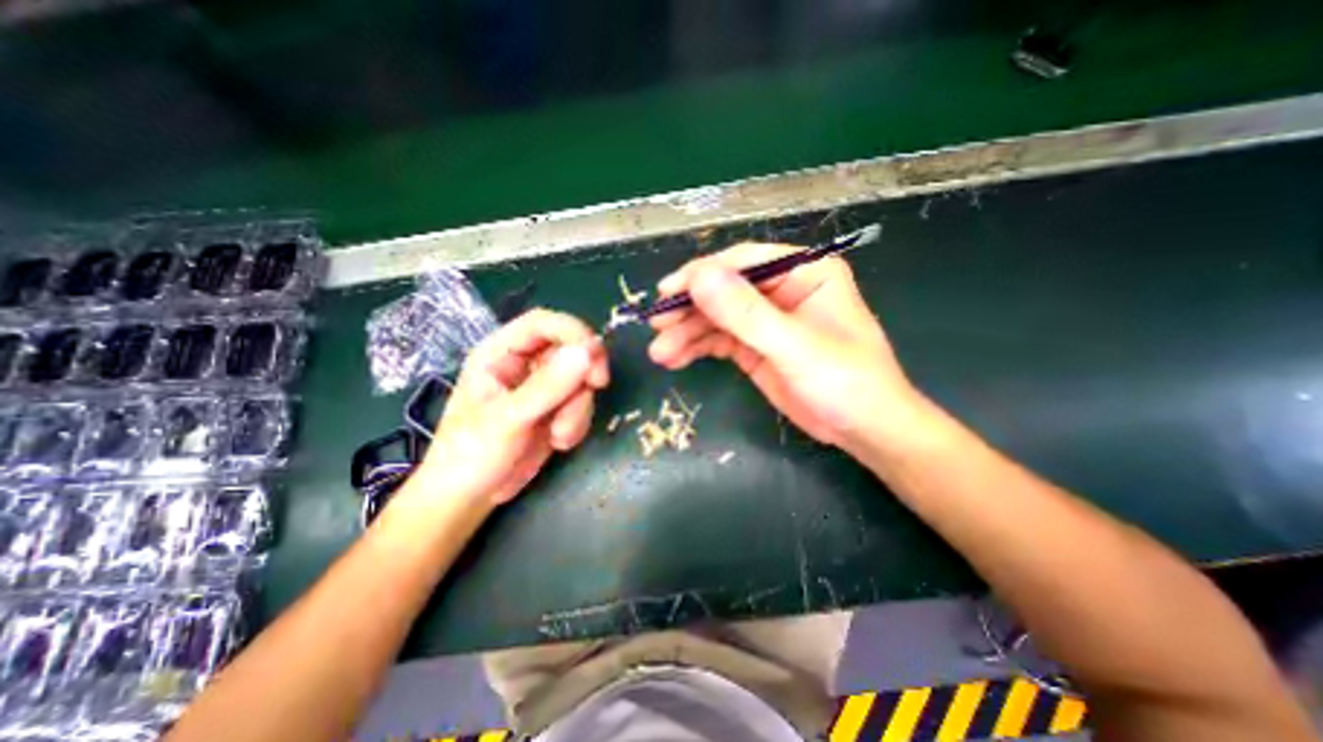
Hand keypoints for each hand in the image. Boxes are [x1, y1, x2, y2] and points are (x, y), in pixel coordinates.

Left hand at [408, 308, 608, 509]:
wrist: (470, 497)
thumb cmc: (470, 454)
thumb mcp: (507, 419)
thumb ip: (547, 386)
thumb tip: (588, 352)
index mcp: (501, 353)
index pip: (543, 323)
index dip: (573, 331)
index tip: (595, 357)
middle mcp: (525, 364)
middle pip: (570, 349)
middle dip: (583, 374)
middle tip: (596, 388)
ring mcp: (543, 387)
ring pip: (581, 379)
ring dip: (579, 408)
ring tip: (558, 436)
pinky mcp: (556, 408)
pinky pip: (582, 403)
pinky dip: (578, 422)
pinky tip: (559, 442)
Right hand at [650, 242, 922, 450]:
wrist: (863, 430)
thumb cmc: (845, 381)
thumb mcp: (794, 346)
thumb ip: (746, 313)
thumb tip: (699, 277)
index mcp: (802, 271)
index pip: (744, 261)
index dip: (703, 274)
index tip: (668, 292)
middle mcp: (781, 289)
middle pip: (724, 290)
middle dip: (689, 309)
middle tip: (657, 326)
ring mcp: (765, 320)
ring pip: (716, 318)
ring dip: (687, 333)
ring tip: (660, 353)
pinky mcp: (754, 348)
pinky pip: (719, 340)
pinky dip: (696, 348)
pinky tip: (675, 359)